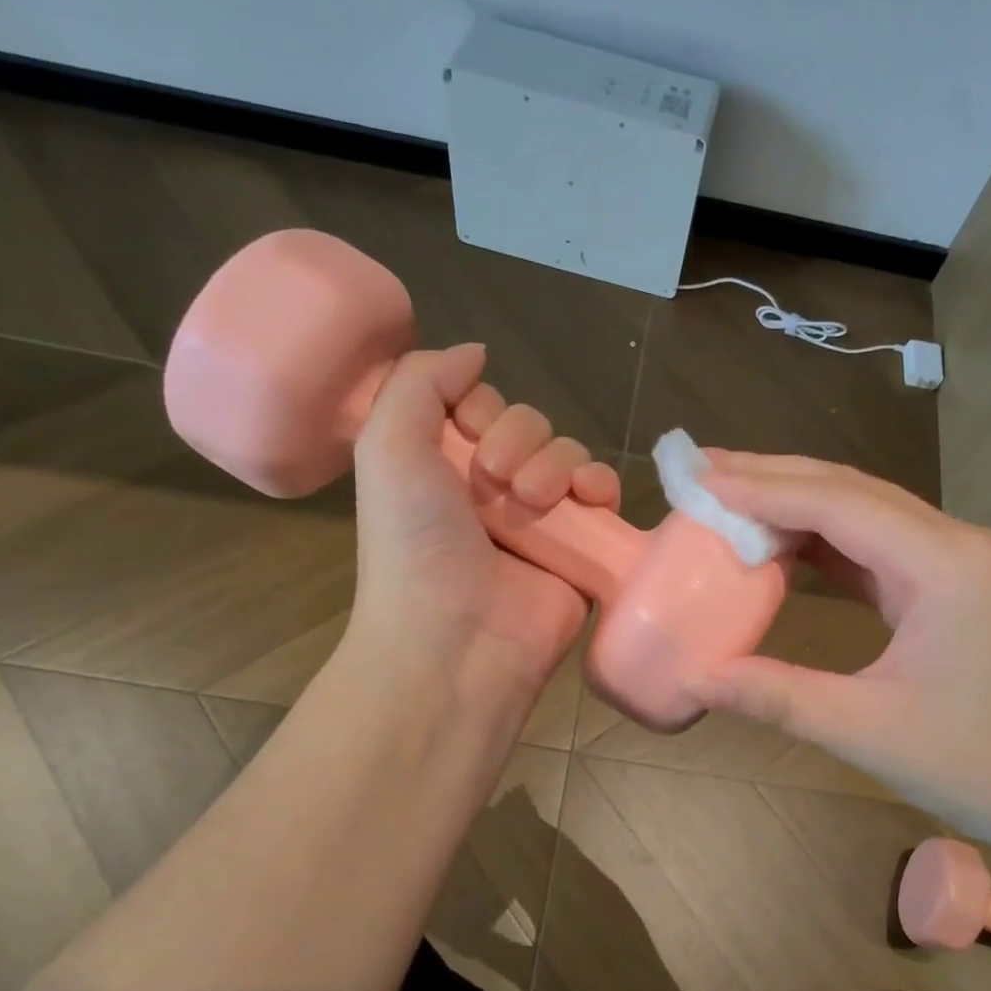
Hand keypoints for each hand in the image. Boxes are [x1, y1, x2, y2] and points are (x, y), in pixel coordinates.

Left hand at [342, 343, 619, 713]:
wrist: (456, 638)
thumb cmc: (414, 544)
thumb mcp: (387, 448)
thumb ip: (421, 382)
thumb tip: (475, 352)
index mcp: (445, 466)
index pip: (484, 406)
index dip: (483, 407)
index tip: (470, 431)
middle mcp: (493, 488)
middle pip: (531, 425)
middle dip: (519, 439)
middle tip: (497, 479)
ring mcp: (541, 518)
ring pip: (568, 453)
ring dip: (555, 464)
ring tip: (534, 502)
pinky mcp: (582, 546)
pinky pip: (603, 492)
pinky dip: (600, 484)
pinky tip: (587, 499)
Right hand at [686, 453, 990, 864]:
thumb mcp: (872, 733)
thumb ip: (778, 698)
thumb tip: (697, 680)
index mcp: (943, 564)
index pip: (836, 503)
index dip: (761, 488)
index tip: (698, 479)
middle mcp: (957, 542)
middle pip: (852, 491)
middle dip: (774, 478)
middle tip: (703, 473)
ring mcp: (963, 561)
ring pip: (868, 513)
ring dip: (800, 505)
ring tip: (731, 499)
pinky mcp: (960, 585)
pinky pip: (883, 546)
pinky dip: (829, 541)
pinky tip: (787, 546)